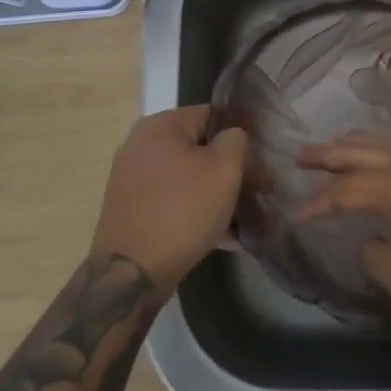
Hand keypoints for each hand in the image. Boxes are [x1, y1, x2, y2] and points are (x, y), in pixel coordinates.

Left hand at [89, 106, 247, 297]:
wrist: (129, 274)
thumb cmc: (182, 211)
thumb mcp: (225, 169)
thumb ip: (237, 140)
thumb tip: (234, 137)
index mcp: (160, 125)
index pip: (214, 116)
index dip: (242, 137)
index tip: (261, 162)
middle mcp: (140, 144)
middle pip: (199, 148)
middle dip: (230, 170)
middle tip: (256, 193)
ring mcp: (131, 178)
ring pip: (187, 178)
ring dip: (215, 194)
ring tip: (243, 219)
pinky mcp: (130, 209)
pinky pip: (172, 201)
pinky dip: (195, 212)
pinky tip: (222, 237)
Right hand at [295, 136, 390, 321]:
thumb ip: (375, 255)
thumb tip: (371, 241)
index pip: (343, 190)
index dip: (316, 203)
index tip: (293, 214)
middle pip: (360, 151)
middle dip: (329, 153)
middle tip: (301, 154)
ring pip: (385, 144)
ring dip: (356, 145)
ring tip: (336, 146)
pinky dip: (382, 150)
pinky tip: (382, 160)